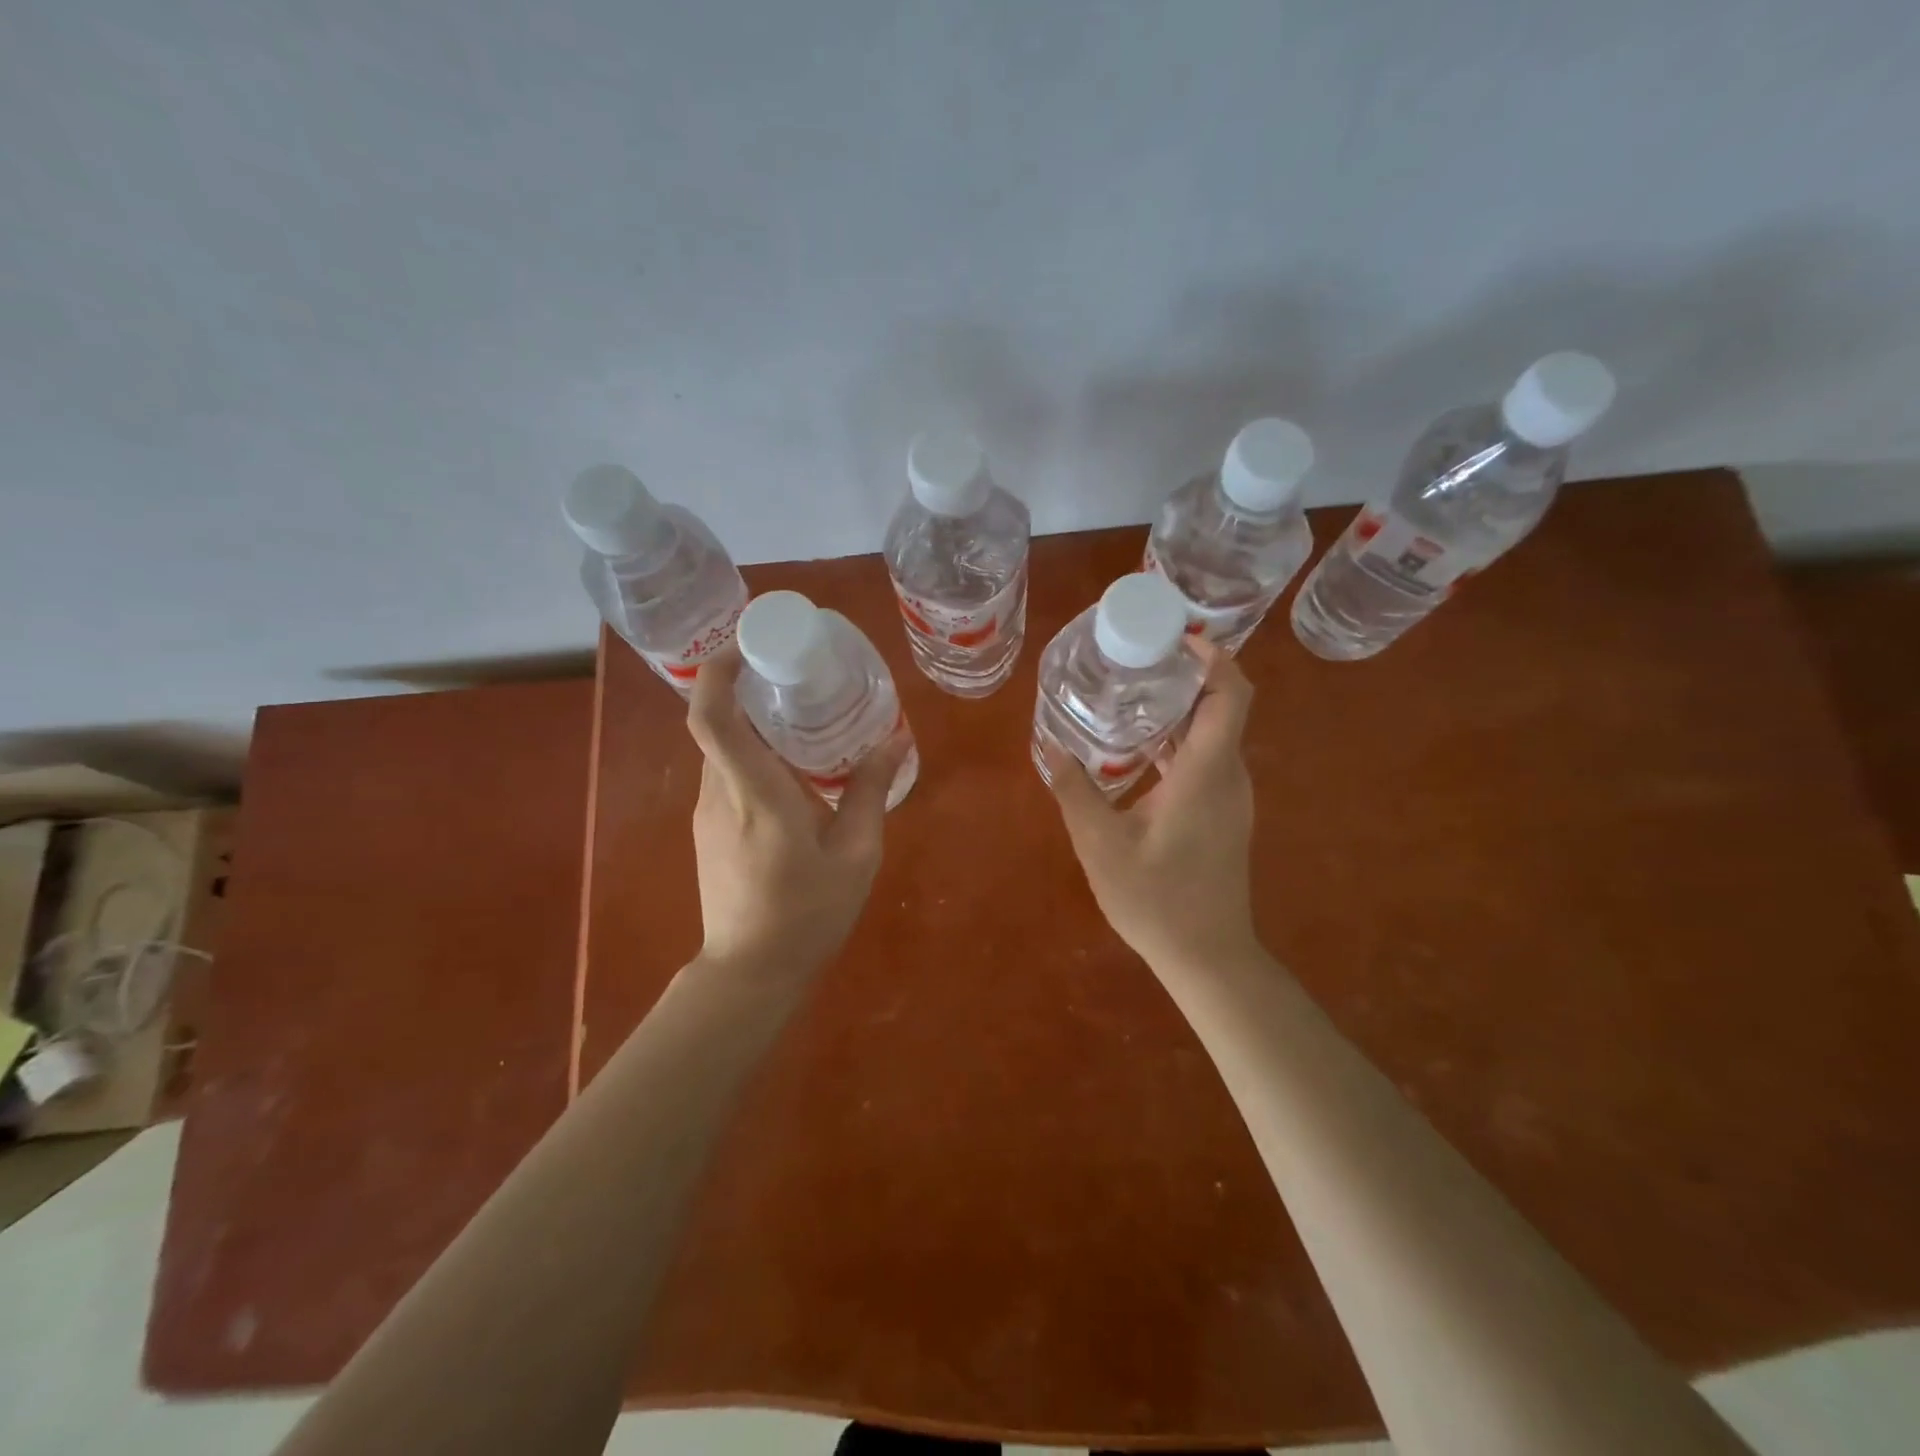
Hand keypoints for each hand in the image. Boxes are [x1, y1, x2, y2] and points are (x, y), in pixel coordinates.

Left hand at [686, 647, 907, 977]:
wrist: (750, 972)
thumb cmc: (808, 913)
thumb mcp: (856, 854)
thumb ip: (871, 791)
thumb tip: (895, 740)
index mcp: (754, 793)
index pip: (713, 717)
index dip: (719, 671)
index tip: (749, 645)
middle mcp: (719, 794)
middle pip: (719, 723)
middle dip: (750, 690)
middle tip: (797, 676)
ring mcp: (706, 813)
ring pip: (723, 749)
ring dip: (754, 726)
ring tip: (803, 720)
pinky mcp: (707, 829)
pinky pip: (726, 774)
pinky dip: (752, 756)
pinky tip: (792, 773)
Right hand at [1044, 639, 1257, 971]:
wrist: (1208, 957)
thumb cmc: (1157, 899)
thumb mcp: (1100, 844)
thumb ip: (1075, 790)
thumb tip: (1050, 745)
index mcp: (1205, 773)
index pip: (1230, 695)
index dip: (1213, 657)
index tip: (1177, 638)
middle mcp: (1228, 776)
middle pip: (1222, 707)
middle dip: (1185, 677)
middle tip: (1135, 662)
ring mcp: (1231, 798)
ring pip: (1213, 735)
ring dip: (1179, 711)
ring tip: (1129, 697)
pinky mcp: (1224, 816)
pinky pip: (1207, 761)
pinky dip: (1178, 743)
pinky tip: (1137, 752)